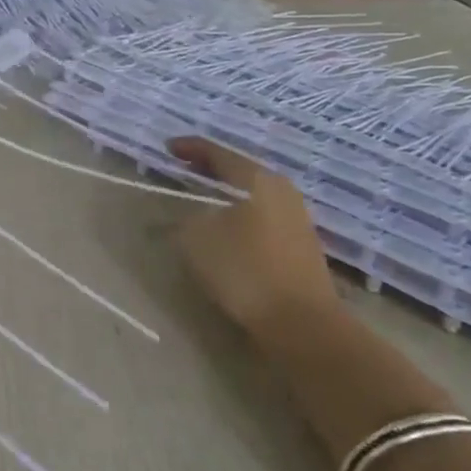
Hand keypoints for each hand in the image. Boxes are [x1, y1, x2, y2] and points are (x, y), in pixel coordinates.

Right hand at [167, 137, 337, 329]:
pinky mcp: (300, 241)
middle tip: (182, 170)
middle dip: (208, 169)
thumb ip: (183, 217)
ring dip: (224, 193)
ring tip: (200, 199)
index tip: (167, 148)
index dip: (190, 148)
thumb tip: (182, 213)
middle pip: (238, 169)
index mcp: (256, 179)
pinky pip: (261, 213)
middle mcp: (280, 189)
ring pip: (251, 193)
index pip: (218, 152)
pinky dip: (239, 212)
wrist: (302, 323)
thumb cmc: (245, 270)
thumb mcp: (197, 239)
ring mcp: (295, 215)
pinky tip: (225, 226)